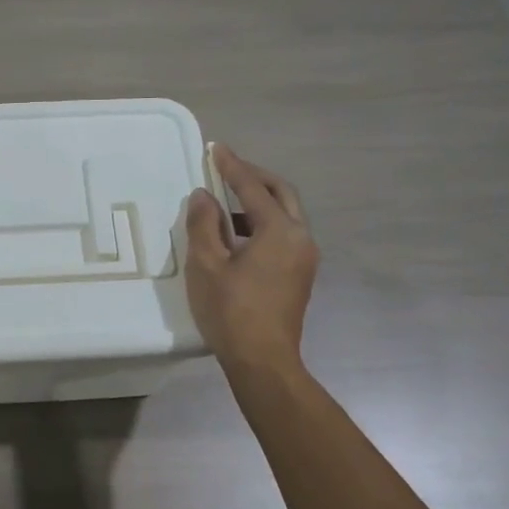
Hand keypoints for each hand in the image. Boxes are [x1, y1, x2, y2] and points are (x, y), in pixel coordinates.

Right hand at [186, 144, 318, 373]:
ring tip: (223, 205)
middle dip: (254, 177)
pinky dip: (261, 225)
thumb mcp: (207, 264)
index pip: (253, 187)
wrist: (263, 361)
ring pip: (285, 215)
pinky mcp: (300, 275)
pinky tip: (236, 236)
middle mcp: (301, 238)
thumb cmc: (231, 311)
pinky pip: (283, 235)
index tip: (215, 148)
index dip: (232, 166)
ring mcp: (305, 258)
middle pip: (281, 194)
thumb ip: (204, 224)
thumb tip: (203, 196)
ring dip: (257, 203)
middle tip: (226, 168)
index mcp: (280, 231)